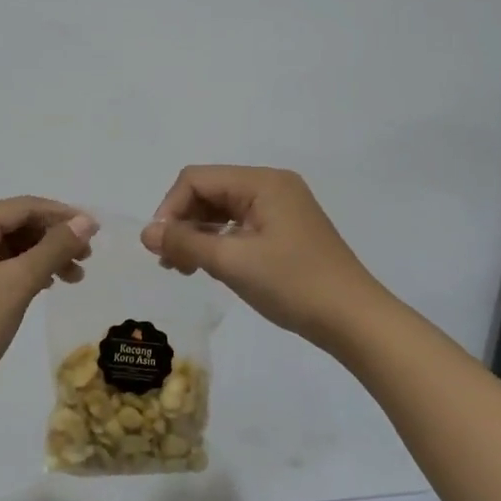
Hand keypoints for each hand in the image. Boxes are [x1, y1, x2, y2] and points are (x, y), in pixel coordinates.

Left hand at [0, 197, 97, 408]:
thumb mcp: (16, 284)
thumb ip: (53, 248)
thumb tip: (85, 221)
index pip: (21, 207)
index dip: (61, 215)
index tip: (95, 232)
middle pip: (14, 224)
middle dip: (53, 238)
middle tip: (86, 260)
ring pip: (8, 247)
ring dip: (42, 256)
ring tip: (73, 277)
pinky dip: (24, 272)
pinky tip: (45, 286)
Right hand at [141, 166, 381, 349]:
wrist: (354, 320)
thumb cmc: (293, 284)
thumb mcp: (232, 262)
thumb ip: (185, 243)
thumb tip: (146, 233)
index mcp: (262, 182)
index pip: (197, 179)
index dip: (170, 208)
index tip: (159, 246)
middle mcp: (272, 186)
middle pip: (209, 191)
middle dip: (183, 222)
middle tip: (170, 262)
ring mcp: (281, 208)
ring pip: (222, 210)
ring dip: (198, 235)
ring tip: (184, 268)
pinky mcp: (286, 231)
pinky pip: (240, 226)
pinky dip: (219, 242)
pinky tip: (210, 267)